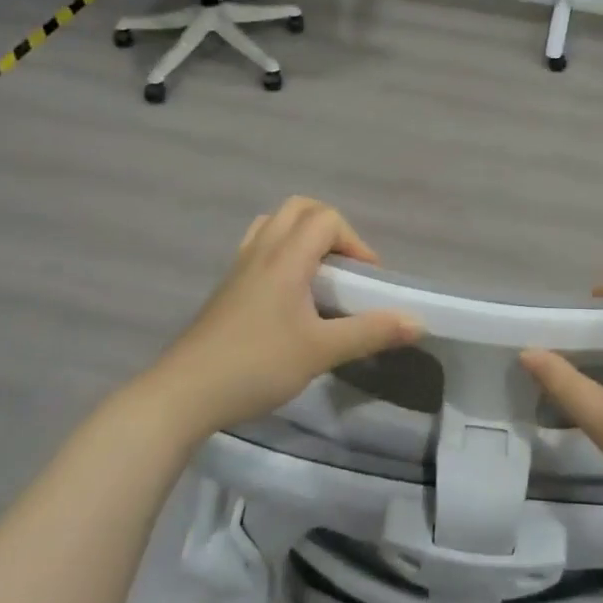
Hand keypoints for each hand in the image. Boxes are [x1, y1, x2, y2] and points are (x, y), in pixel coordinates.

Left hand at [145, 198, 420, 439]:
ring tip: (318, 273)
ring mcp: (239, 267)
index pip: (326, 219)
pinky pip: (257, 246)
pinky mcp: (226, 287)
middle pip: (299, 208)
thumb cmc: (256, 365)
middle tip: (345, 266)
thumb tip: (418, 322)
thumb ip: (370, 332)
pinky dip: (280, 251)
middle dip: (330, 227)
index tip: (366, 279)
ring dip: (302, 234)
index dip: (355, 241)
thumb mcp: (321, 351)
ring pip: (274, 224)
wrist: (184, 394)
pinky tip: (287, 293)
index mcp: (286, 257)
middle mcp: (262, 250)